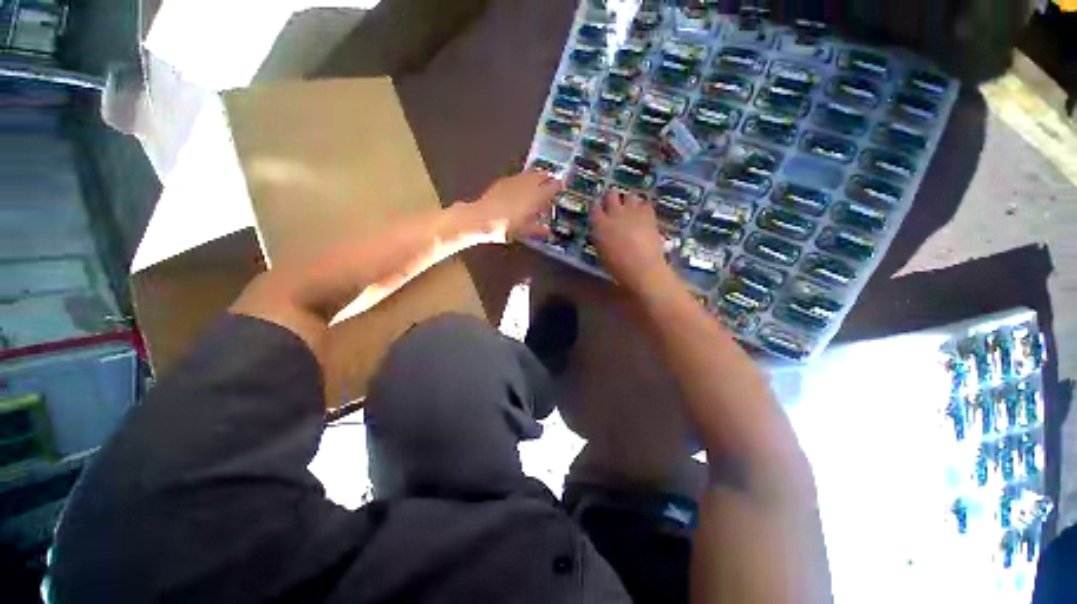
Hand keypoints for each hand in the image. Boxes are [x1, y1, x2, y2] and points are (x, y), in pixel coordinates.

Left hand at [466, 170, 562, 241]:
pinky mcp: (503, 182)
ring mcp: (514, 182)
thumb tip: (548, 231)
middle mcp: (527, 186)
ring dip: (537, 176)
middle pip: (541, 176)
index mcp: (535, 197)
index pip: (551, 187)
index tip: (562, 186)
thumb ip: (538, 229)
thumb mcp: (524, 231)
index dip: (558, 186)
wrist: (481, 219)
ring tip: (540, 179)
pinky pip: (518, 177)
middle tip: (552, 180)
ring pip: (530, 174)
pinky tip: (522, 184)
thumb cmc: (505, 227)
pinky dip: (524, 179)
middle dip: (548, 177)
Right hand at [591, 189, 673, 294]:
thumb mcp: (602, 253)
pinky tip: (643, 215)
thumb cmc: (618, 267)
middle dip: (611, 199)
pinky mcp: (649, 214)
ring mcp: (633, 212)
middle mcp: (615, 213)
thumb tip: (602, 232)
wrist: (644, 268)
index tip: (598, 211)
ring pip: (629, 195)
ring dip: (627, 201)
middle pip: (611, 195)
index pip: (594, 207)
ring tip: (629, 209)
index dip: (596, 208)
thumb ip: (601, 238)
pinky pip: (645, 204)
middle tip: (613, 206)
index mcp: (600, 225)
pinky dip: (642, 207)